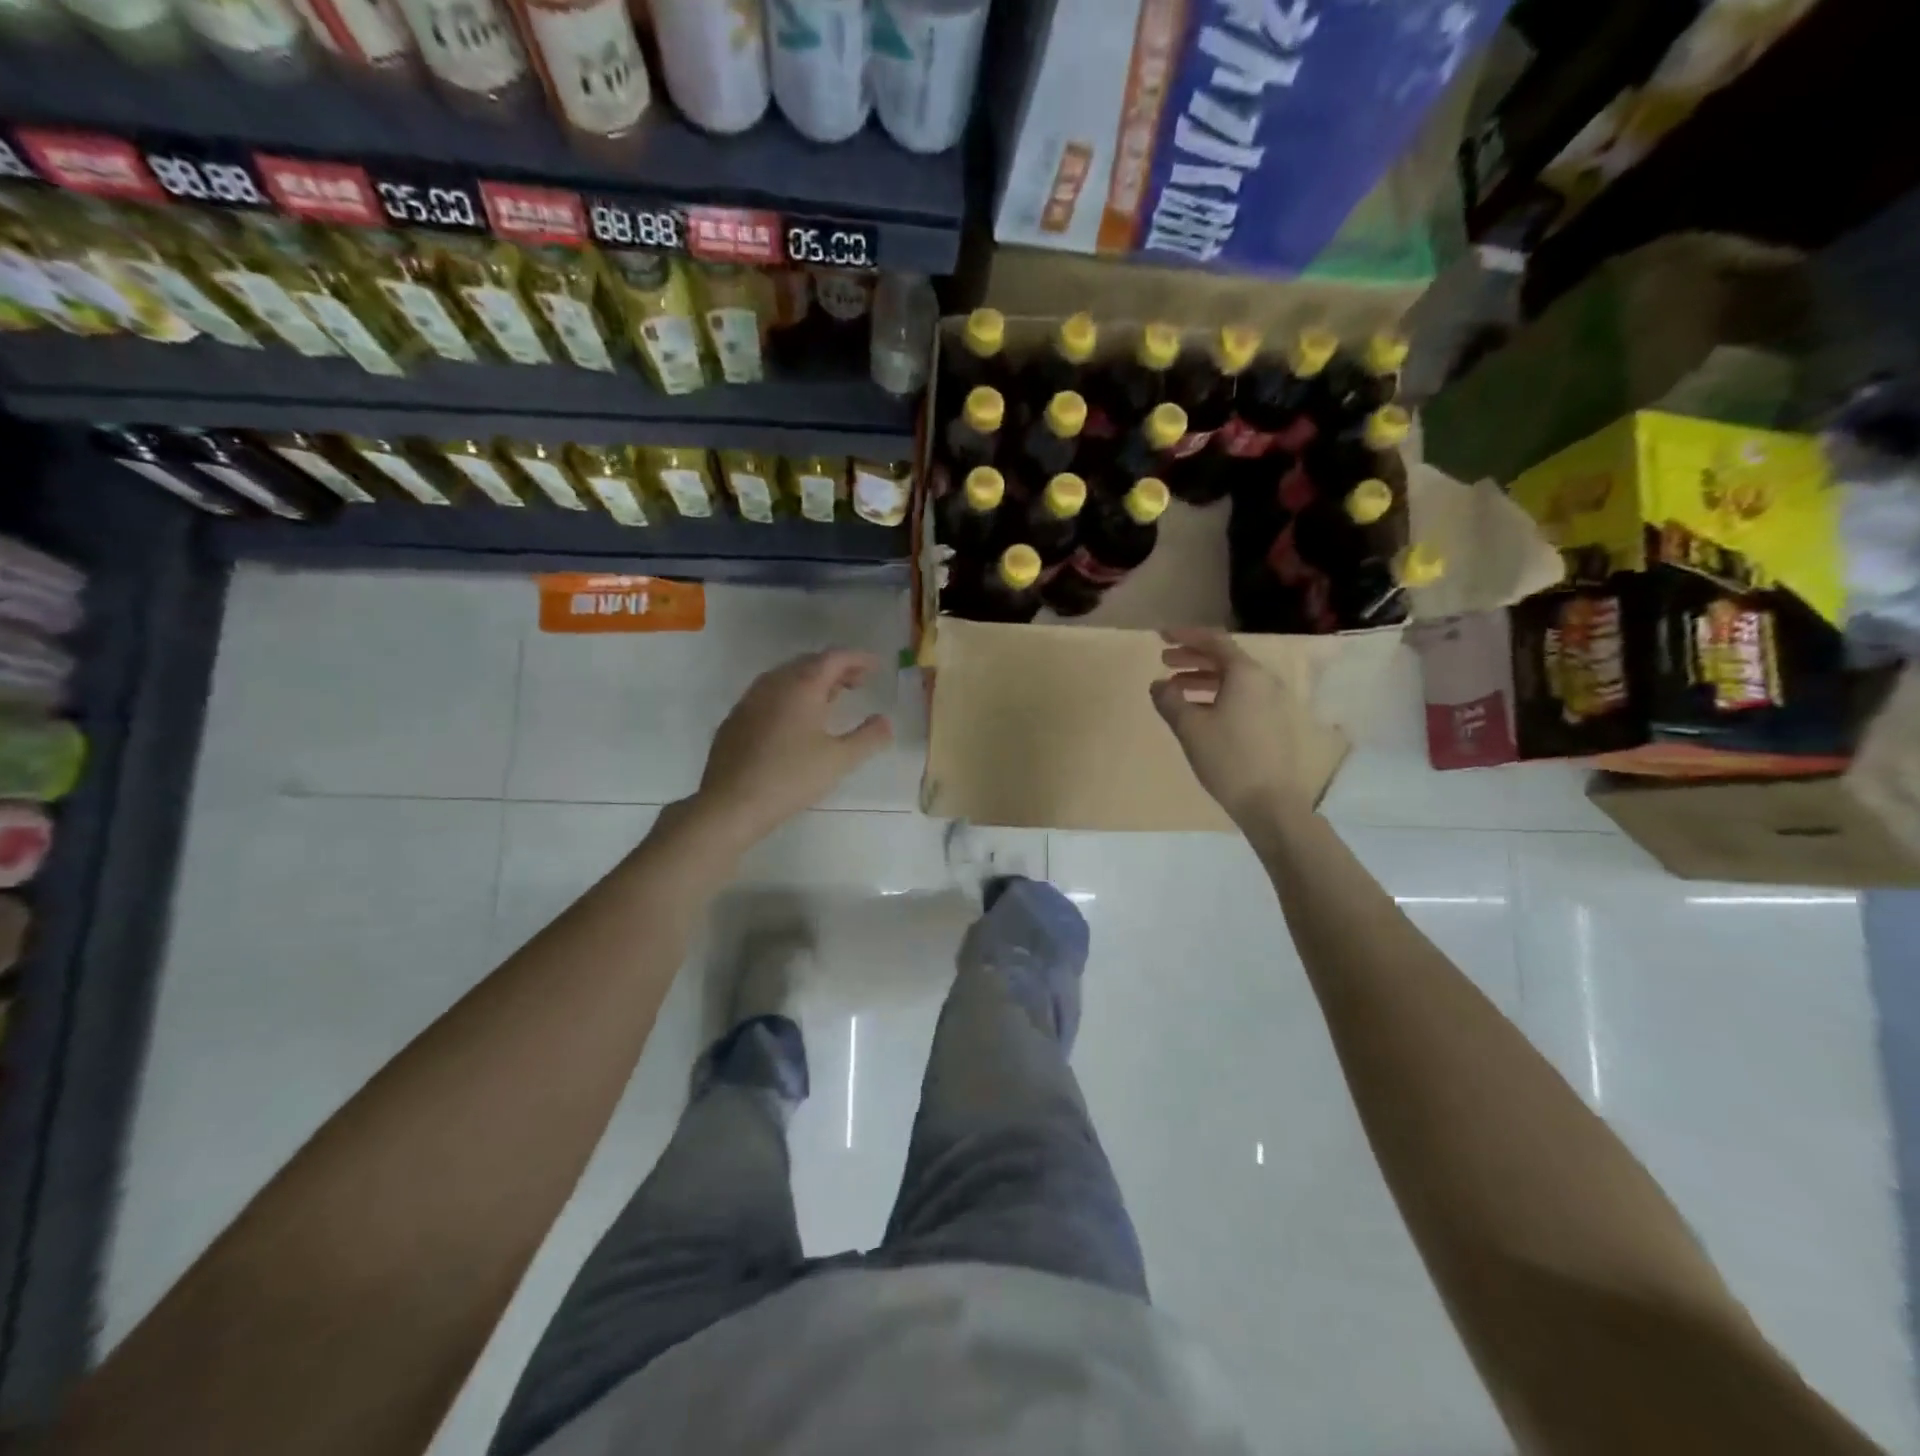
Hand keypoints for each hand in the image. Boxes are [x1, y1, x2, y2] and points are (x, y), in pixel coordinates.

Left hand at [694, 650, 893, 846]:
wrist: (732, 803)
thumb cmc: (791, 777)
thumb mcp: (840, 760)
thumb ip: (869, 737)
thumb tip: (886, 721)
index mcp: (802, 686)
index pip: (834, 658)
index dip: (858, 658)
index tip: (877, 666)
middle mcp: (774, 684)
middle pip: (809, 663)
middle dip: (837, 669)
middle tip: (858, 682)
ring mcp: (750, 700)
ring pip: (786, 678)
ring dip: (812, 681)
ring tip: (831, 699)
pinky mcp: (736, 719)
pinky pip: (768, 694)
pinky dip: (790, 696)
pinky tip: (795, 720)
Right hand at [1150, 629, 1318, 828]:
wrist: (1271, 802)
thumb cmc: (1228, 758)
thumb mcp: (1190, 728)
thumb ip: (1170, 700)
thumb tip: (1158, 685)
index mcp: (1246, 674)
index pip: (1214, 642)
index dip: (1186, 636)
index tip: (1161, 636)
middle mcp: (1264, 681)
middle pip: (1225, 658)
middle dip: (1192, 658)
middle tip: (1164, 662)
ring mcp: (1273, 702)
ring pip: (1233, 680)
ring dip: (1203, 679)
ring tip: (1176, 689)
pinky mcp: (1274, 723)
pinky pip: (1242, 697)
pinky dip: (1217, 695)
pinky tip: (1199, 712)